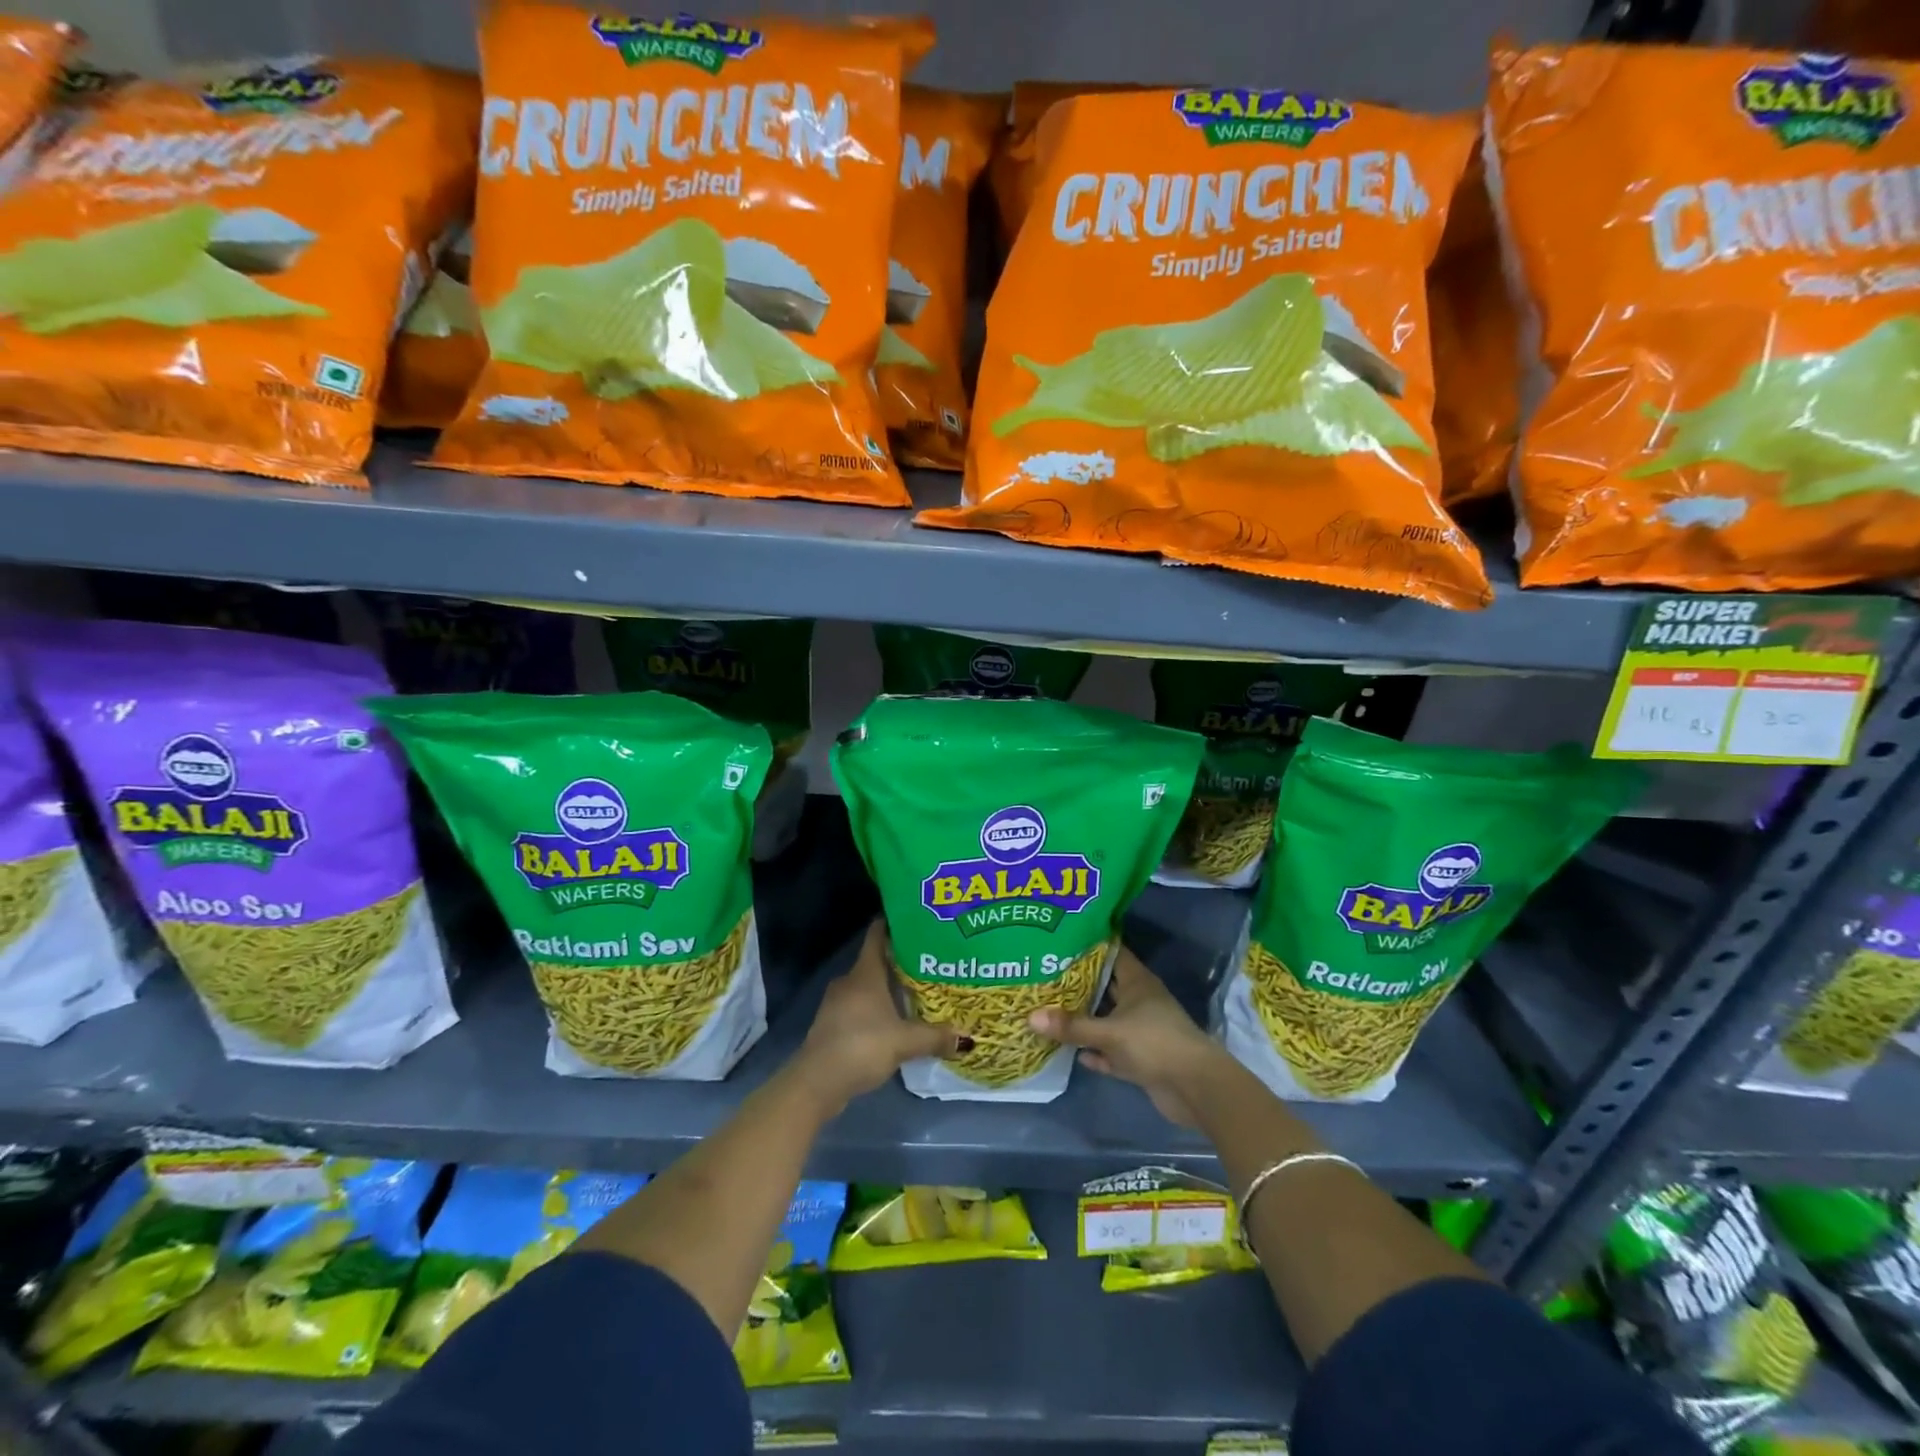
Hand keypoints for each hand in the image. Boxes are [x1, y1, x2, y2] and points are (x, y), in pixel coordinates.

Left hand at [790, 920, 958, 1112]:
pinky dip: (876, 1009)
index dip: (894, 924)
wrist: (816, 1082)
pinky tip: (894, 1022)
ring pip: (867, 986)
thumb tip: (967, 1038)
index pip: (877, 935)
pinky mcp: (832, 1024)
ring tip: (915, 993)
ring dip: (887, 989)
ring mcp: (837, 1003)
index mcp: (865, 973)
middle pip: (876, 961)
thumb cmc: (862, 1046)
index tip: (916, 921)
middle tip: (928, 963)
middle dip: (900, 962)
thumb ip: (935, 1037)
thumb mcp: (905, 1042)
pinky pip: (859, 1007)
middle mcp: (849, 981)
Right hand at [1028, 946, 1230, 1126]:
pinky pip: (1111, 1052)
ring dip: (1085, 1021)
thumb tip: (1030, 1017)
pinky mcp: (1141, 1060)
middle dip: (1079, 984)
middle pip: (1105, 988)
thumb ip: (1072, 1026)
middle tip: (1045, 975)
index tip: (1061, 940)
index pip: (1112, 954)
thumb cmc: (1154, 1043)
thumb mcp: (1109, 1032)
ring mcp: (1141, 1032)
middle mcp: (1139, 1002)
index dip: (1089, 946)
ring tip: (1049, 1011)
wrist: (1195, 1088)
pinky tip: (1073, 1053)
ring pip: (1107, 1021)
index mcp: (1137, 982)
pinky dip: (1095, 1053)